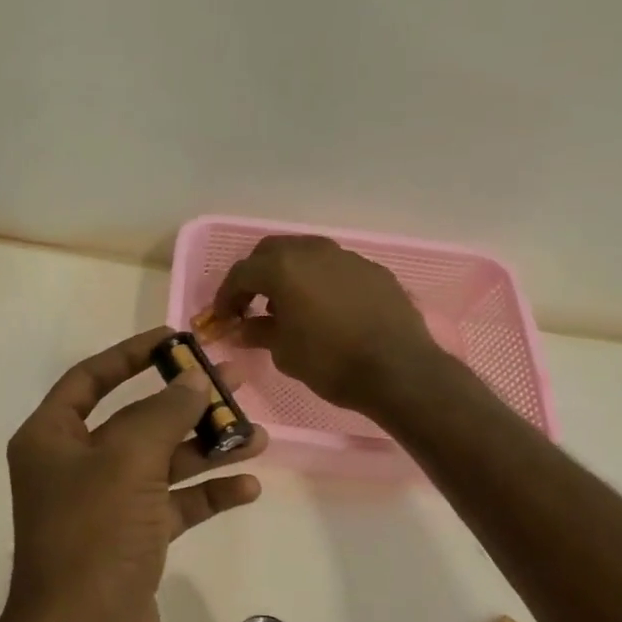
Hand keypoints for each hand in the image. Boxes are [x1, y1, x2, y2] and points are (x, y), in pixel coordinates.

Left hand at [4, 327, 266, 621]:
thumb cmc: (93, 538)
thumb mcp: (127, 461)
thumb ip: (163, 414)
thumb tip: (193, 382)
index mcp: (51, 439)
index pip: (89, 378)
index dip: (131, 355)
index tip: (177, 340)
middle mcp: (74, 467)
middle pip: (135, 420)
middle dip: (184, 403)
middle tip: (235, 383)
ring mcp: (105, 507)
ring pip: (161, 464)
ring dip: (206, 450)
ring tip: (256, 436)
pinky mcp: (133, 544)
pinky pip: (174, 507)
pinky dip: (207, 495)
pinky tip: (246, 486)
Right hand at [212, 234, 441, 416]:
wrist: (399, 370)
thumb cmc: (330, 362)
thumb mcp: (284, 352)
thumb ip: (259, 333)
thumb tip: (241, 329)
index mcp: (283, 268)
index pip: (241, 273)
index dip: (226, 296)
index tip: (222, 318)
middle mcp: (313, 251)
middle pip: (272, 252)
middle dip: (256, 275)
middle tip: (251, 304)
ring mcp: (347, 257)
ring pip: (306, 254)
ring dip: (289, 275)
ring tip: (288, 306)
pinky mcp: (373, 270)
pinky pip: (335, 268)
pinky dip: (320, 282)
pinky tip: (325, 309)